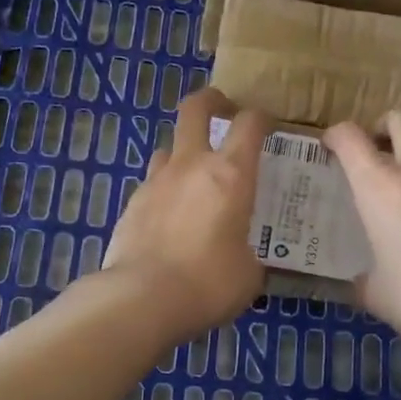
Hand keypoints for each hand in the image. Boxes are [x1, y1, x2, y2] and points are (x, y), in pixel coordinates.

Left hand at [104, 88, 270, 342]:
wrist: (141, 299)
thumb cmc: (208, 283)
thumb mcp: (249, 274)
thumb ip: (251, 253)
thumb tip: (247, 258)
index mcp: (230, 175)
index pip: (249, 124)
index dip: (261, 118)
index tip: (268, 126)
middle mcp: (191, 166)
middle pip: (195, 109)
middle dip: (211, 100)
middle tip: (223, 109)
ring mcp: (155, 181)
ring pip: (169, 147)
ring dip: (184, 152)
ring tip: (195, 177)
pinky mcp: (131, 204)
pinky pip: (152, 184)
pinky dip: (165, 190)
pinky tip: (171, 218)